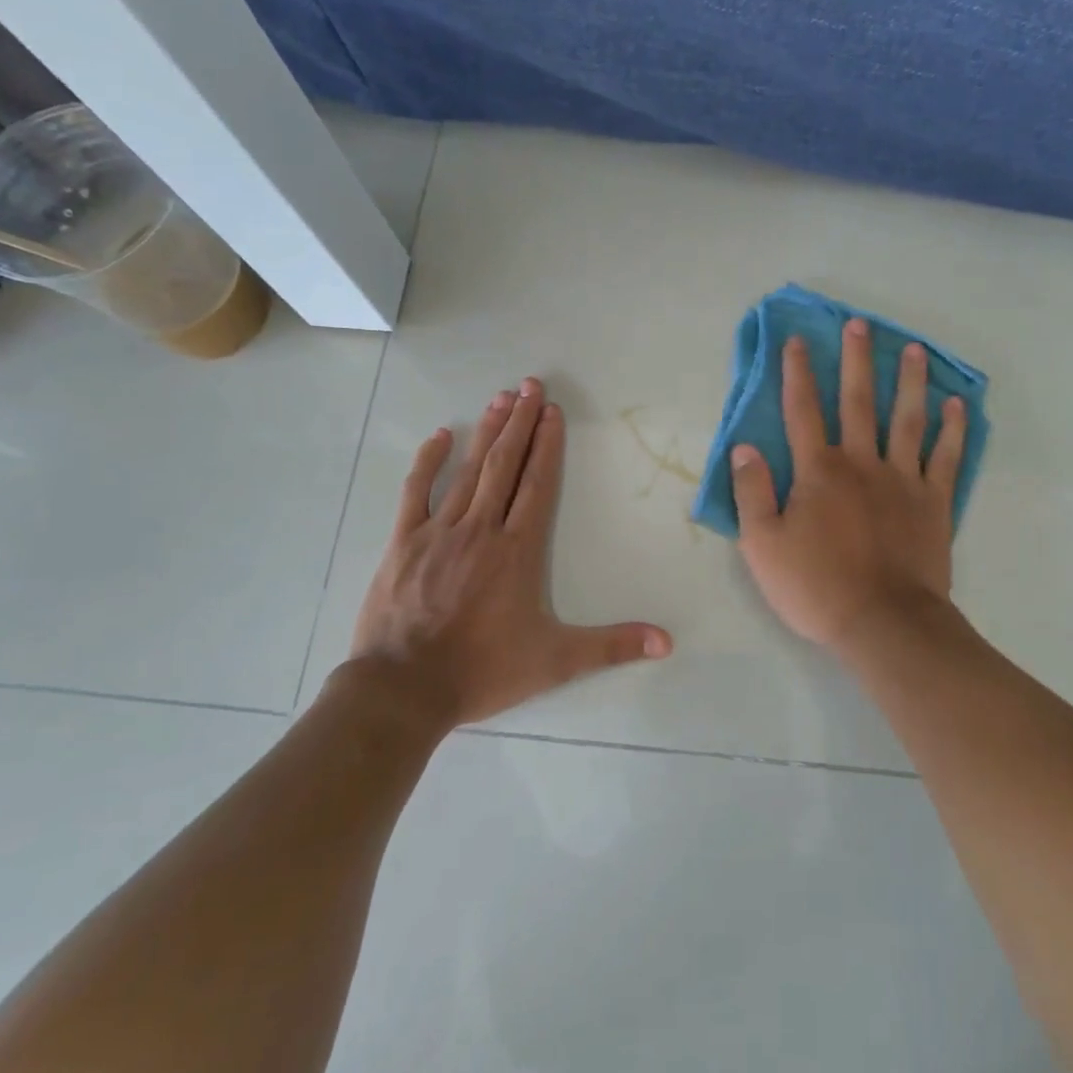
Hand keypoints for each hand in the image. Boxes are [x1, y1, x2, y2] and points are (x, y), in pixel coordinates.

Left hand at [340, 378, 672, 731]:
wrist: (404, 689)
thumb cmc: (483, 670)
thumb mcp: (556, 662)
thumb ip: (612, 646)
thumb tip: (668, 643)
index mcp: (517, 550)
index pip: (538, 484)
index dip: (547, 445)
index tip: (552, 411)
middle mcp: (481, 529)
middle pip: (505, 465)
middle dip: (520, 423)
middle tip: (530, 384)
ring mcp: (439, 531)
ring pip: (468, 470)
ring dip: (486, 432)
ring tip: (500, 398)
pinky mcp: (404, 542)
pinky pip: (417, 491)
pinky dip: (428, 461)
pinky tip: (440, 435)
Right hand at [730, 321, 966, 650]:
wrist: (884, 623)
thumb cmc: (816, 586)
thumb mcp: (762, 545)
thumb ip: (751, 492)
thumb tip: (745, 446)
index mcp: (818, 471)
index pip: (802, 411)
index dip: (797, 374)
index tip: (797, 341)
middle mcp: (861, 463)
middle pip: (858, 402)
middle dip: (856, 361)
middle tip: (859, 325)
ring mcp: (903, 480)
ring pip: (907, 419)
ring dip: (908, 381)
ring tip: (913, 349)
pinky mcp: (934, 502)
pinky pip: (946, 457)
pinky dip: (953, 429)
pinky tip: (957, 404)